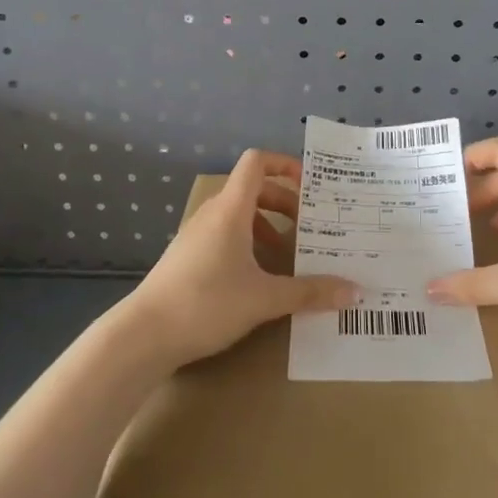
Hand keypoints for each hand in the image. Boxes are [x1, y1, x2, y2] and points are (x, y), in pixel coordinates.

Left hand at [124, 148, 359, 367]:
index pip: (257, 162)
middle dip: (284, 202)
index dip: (284, 164)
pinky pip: (224, 234)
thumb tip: (354, 291)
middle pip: (253, 189)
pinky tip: (258, 277)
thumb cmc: (206, 303)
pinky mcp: (187, 256)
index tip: (310, 186)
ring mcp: (196, 234)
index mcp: (231, 208)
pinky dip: (247, 242)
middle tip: (310, 225)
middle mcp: (213, 213)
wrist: (143, 335)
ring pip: (238, 214)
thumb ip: (309, 292)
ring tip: (288, 254)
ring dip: (266, 225)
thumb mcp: (264, 299)